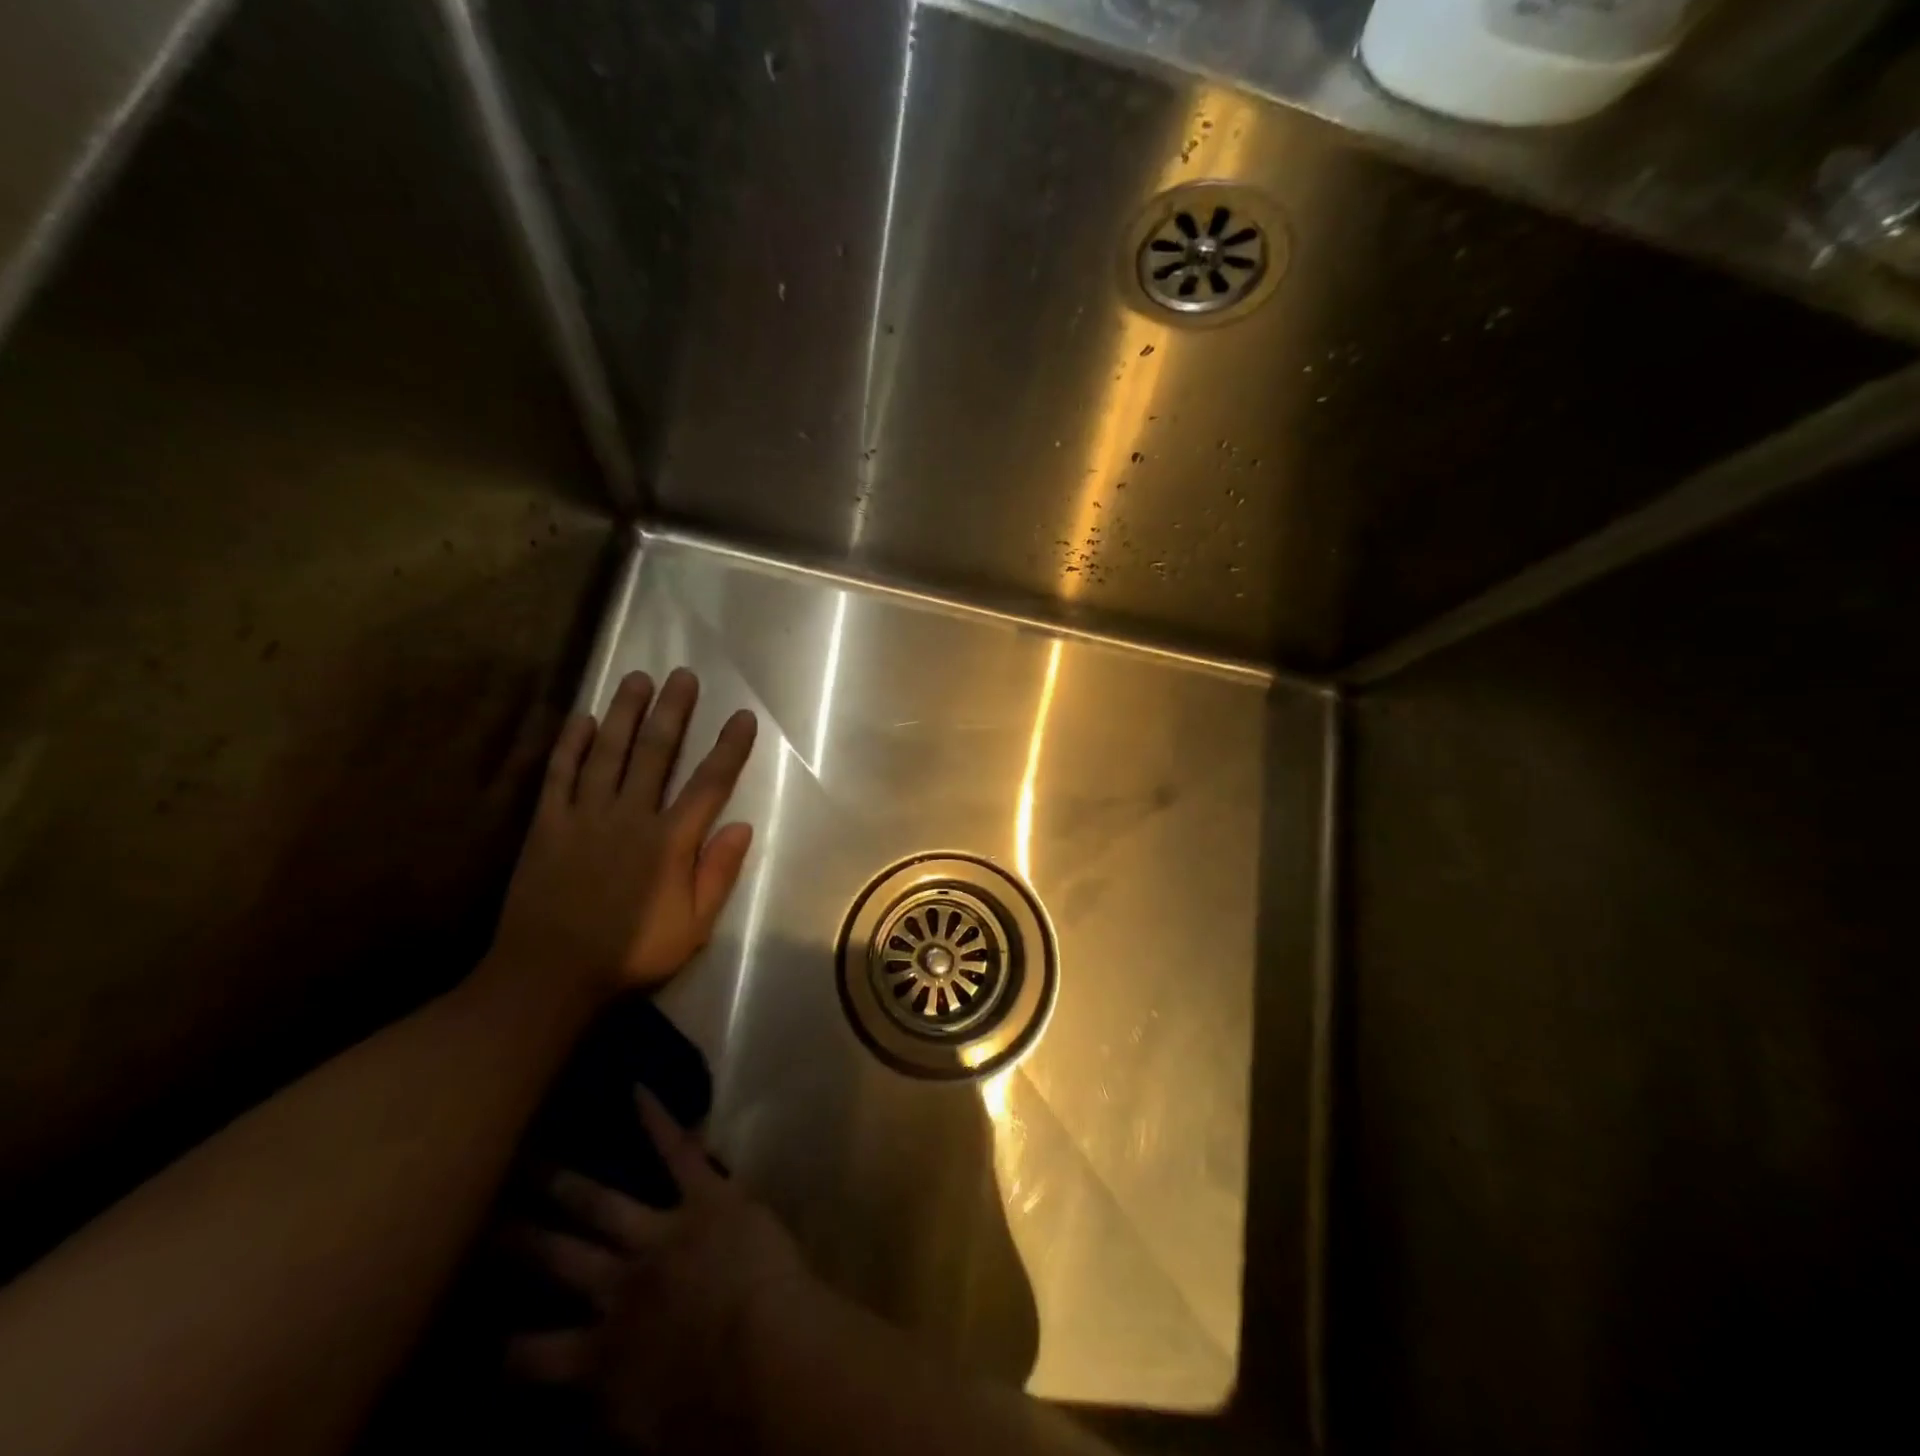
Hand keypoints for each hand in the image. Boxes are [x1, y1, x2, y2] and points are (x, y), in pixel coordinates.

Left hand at [490, 668, 756, 1003]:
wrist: (548, 975)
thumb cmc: (630, 953)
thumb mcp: (692, 926)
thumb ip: (718, 873)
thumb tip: (742, 825)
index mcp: (670, 842)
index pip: (709, 784)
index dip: (729, 748)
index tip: (742, 716)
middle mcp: (630, 817)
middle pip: (656, 753)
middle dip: (673, 712)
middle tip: (683, 675)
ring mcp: (585, 817)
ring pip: (610, 753)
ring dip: (626, 714)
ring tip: (638, 679)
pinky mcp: (549, 824)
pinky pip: (561, 775)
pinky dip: (572, 744)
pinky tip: (584, 718)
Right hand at [508, 1091, 821, 1452]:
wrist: (767, 1356)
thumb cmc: (718, 1412)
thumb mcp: (647, 1436)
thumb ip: (610, 1411)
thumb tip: (587, 1407)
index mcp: (600, 1356)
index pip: (529, 1354)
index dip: (503, 1345)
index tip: (477, 1331)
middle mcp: (619, 1288)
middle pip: (557, 1258)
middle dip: (518, 1237)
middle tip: (482, 1214)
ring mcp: (660, 1234)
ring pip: (602, 1204)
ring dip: (567, 1183)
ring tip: (532, 1159)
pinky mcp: (706, 1197)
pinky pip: (678, 1153)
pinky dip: (659, 1121)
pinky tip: (638, 1089)